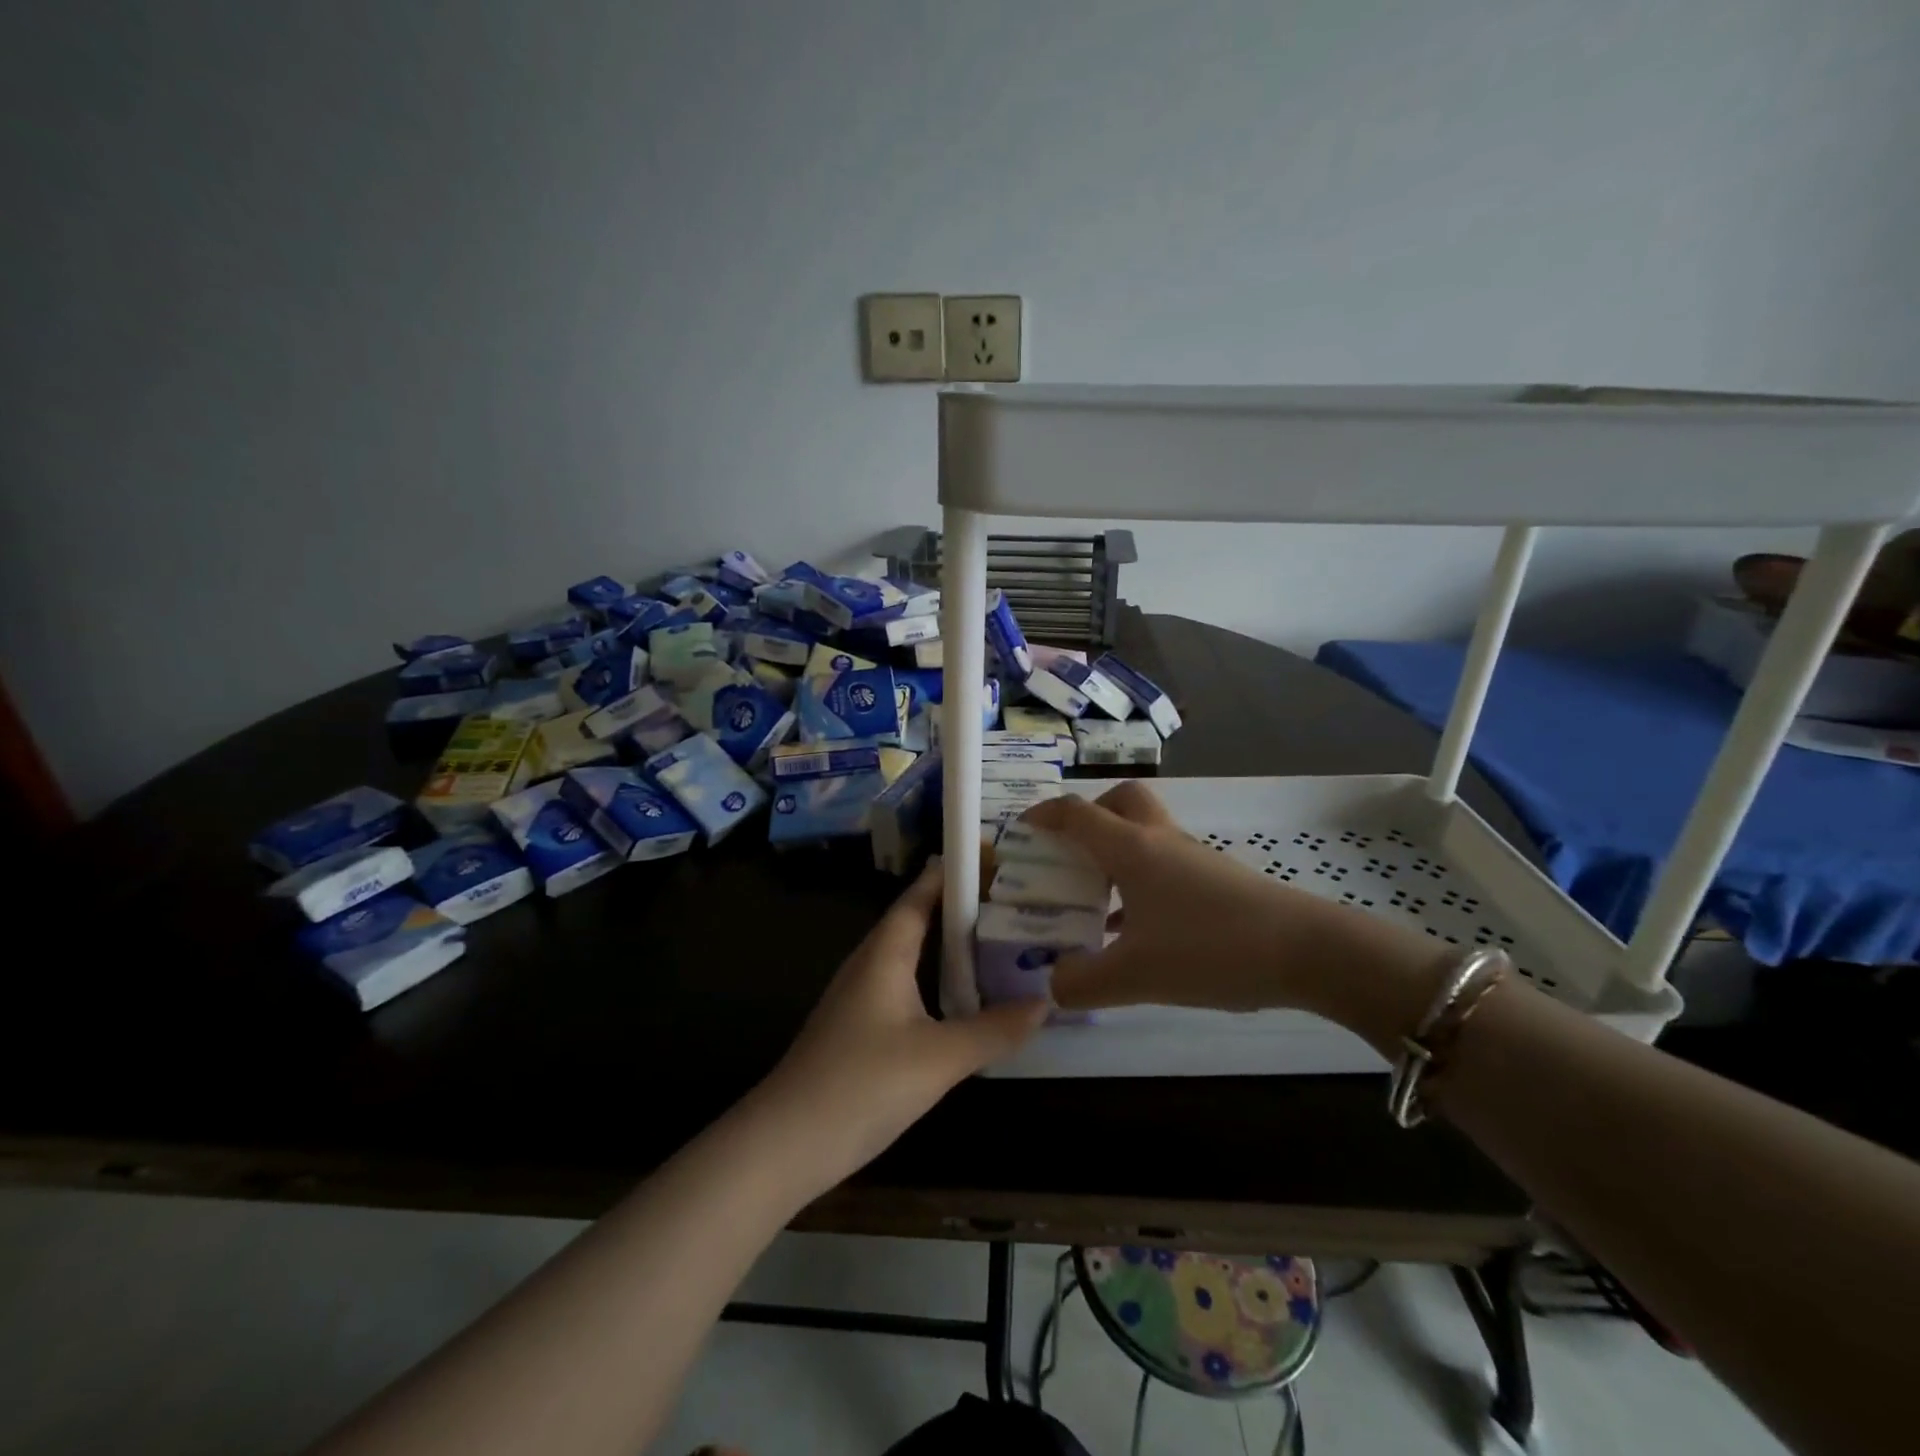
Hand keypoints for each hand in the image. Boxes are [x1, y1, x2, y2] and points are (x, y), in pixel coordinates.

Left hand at [757, 859, 1047, 1188]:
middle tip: (1017, 901)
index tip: (1000, 858)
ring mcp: (863, 995)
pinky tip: (967, 999)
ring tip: (1003, 942)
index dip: (957, 872)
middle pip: (921, 919)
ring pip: (914, 955)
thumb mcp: (939, 1058)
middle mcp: (872, 962)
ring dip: (953, 947)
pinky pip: (908, 986)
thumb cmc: (863, 1084)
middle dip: (965, 908)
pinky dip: (941, 981)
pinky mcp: (862, 1027)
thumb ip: (994, 1030)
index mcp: (886, 951)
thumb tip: (1045, 1003)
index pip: (923, 892)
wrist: (787, 1143)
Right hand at [1020, 782, 1446, 1043]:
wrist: (1306, 951)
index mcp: (1132, 849)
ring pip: (1145, 835)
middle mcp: (1160, 841)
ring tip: (1096, 901)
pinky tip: (1139, 931)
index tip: (1021, 830)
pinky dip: (1142, 883)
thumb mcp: (1136, 976)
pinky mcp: (1216, 880)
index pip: (1076, 813)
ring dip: (1116, 855)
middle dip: (1090, 817)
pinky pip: (1165, 865)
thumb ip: (1083, 983)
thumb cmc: (1210, 949)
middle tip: (1072, 855)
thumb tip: (1054, 984)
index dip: (1043, 815)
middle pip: (1120, 802)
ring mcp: (1192, 858)